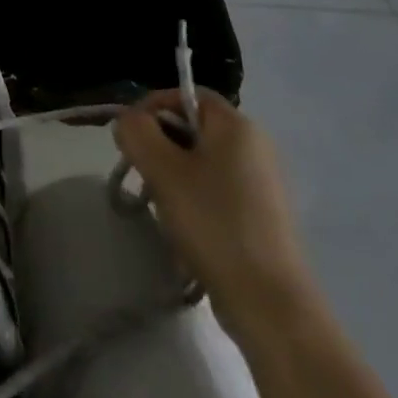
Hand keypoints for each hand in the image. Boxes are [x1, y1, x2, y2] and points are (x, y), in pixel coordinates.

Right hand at [114, 89, 316, 338]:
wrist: (269, 303)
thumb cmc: (213, 223)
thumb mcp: (162, 169)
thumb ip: (136, 131)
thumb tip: (129, 121)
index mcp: (237, 126)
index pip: (186, 94)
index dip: (152, 107)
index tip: (130, 138)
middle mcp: (255, 146)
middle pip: (192, 126)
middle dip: (158, 144)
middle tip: (141, 173)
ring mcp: (261, 182)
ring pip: (200, 159)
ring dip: (171, 173)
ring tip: (160, 204)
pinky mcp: (261, 214)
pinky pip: (215, 188)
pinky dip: (192, 197)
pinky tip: (183, 226)